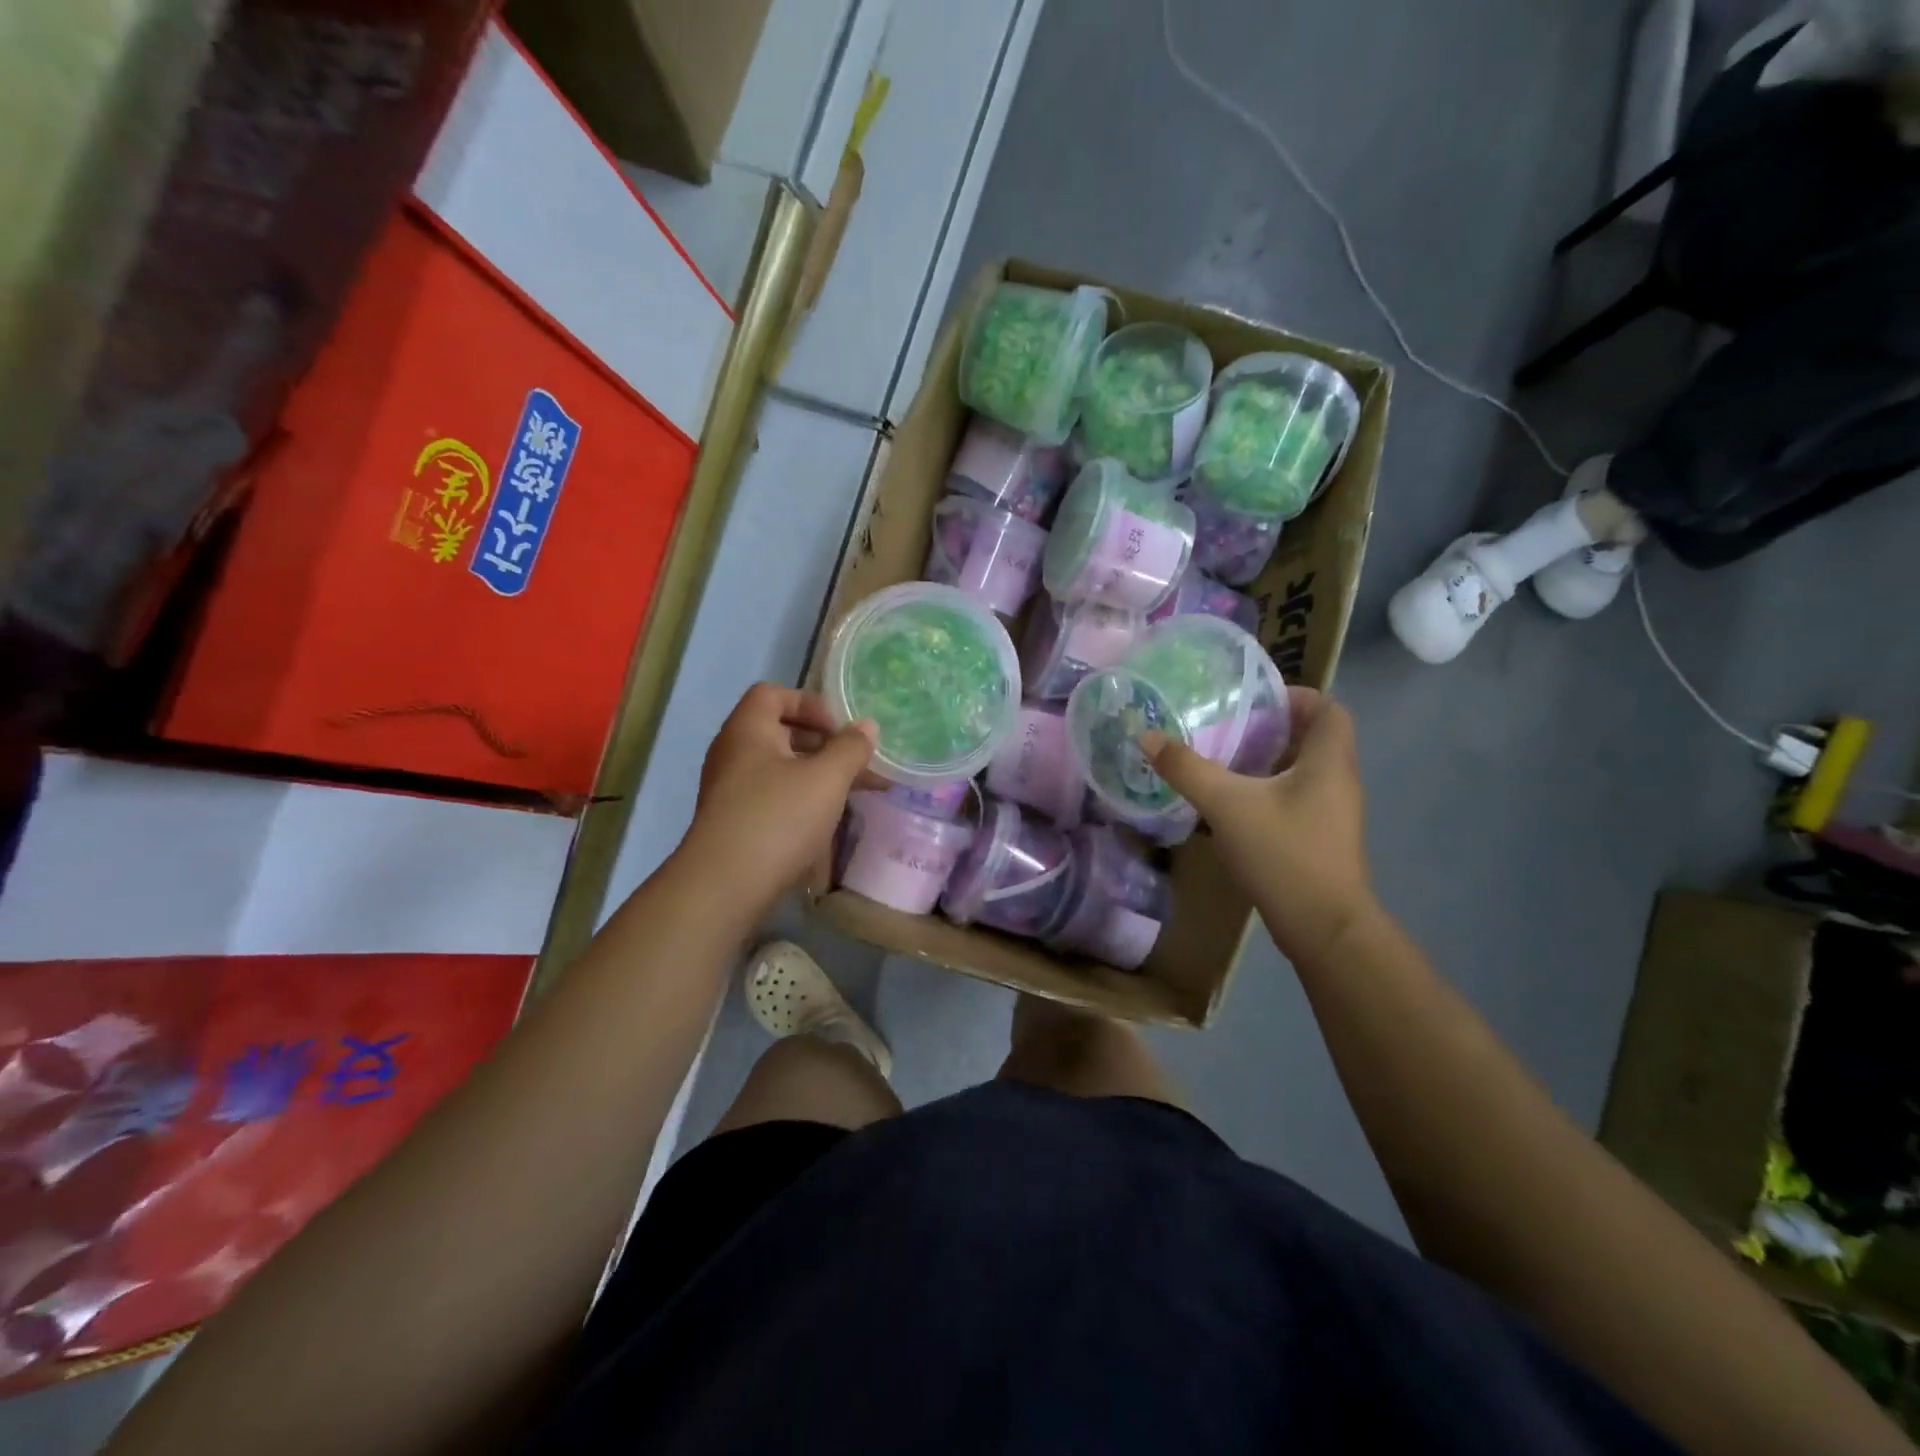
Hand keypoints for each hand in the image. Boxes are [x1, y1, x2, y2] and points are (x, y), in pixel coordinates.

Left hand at [679, 684, 878, 915]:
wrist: (725, 886)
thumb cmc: (778, 818)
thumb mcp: (827, 779)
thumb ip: (851, 748)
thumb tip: (866, 726)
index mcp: (748, 730)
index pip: (774, 694)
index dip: (811, 704)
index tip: (840, 731)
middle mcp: (734, 753)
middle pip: (780, 731)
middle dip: (823, 744)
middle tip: (856, 763)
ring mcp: (731, 789)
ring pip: (781, 768)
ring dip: (818, 775)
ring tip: (853, 794)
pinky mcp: (735, 822)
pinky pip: (773, 796)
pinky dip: (802, 800)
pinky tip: (827, 821)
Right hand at [1144, 687, 1373, 961]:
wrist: (1323, 928)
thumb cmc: (1284, 853)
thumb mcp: (1227, 804)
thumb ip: (1186, 769)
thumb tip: (1147, 735)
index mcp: (1328, 760)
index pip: (1326, 708)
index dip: (1293, 696)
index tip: (1250, 699)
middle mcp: (1337, 780)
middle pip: (1309, 738)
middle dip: (1267, 728)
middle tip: (1223, 726)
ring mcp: (1331, 813)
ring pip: (1299, 771)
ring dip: (1263, 762)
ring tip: (1218, 759)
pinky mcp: (1318, 839)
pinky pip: (1292, 799)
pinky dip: (1263, 792)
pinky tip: (1227, 805)